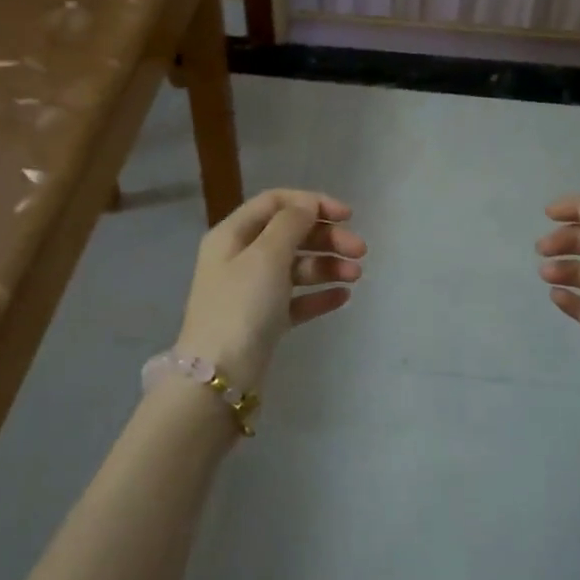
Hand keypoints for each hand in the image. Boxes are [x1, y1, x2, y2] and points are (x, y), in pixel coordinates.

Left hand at [176, 188, 365, 388]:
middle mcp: (240, 258)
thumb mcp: (266, 256)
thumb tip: (307, 205)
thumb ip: (290, 224)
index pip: (275, 203)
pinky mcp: (264, 321)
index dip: (312, 203)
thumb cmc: (242, 306)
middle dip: (326, 238)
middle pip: (290, 234)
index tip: (347, 215)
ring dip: (328, 266)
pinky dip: (319, 295)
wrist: (219, 377)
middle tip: (360, 251)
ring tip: (356, 276)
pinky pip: (297, 299)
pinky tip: (343, 297)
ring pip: (296, 267)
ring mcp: (252, 291)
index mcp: (232, 235)